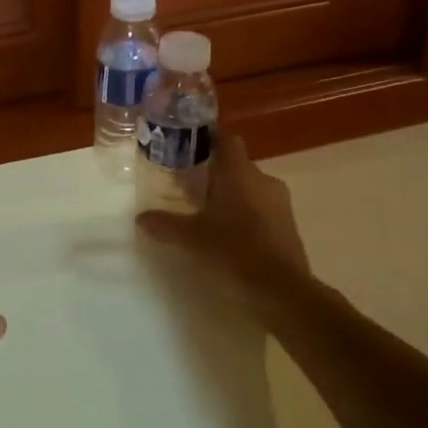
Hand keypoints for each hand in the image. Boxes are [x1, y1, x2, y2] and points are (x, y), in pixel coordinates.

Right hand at [137, 134, 310, 288]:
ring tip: (204, 211)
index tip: (186, 146)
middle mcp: (263, 179)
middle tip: (186, 185)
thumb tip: (141, 218)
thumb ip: (165, 224)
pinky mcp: (287, 223)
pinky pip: (260, 206)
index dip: (207, 138)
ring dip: (228, 193)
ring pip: (248, 186)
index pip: (226, 139)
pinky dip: (243, 211)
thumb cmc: (235, 251)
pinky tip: (226, 232)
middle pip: (235, 164)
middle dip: (212, 171)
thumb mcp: (192, 238)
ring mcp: (279, 201)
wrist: (282, 290)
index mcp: (239, 173)